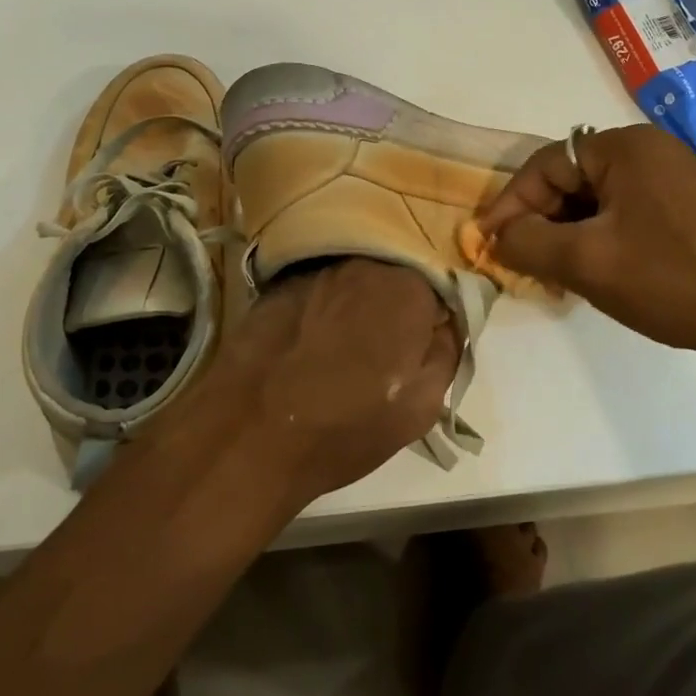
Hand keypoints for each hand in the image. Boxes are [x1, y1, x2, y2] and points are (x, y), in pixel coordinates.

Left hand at [166, 258, 459, 505]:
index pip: (438, 287)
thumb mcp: (423, 405)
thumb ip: (447, 351)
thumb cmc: (346, 425)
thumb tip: (445, 323)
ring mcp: (315, 270)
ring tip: (342, 347)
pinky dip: (319, 307)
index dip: (432, 316)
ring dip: (355, 305)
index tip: (421, 344)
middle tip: (384, 348)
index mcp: (407, 287)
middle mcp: (363, 263)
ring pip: (352, 280)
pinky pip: (315, 288)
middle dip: (394, 304)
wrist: (249, 433)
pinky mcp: (277, 284)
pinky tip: (307, 342)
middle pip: (392, 275)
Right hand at [477, 124, 695, 371]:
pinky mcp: (689, 210)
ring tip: (555, 278)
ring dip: (568, 237)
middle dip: (540, 224)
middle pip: (570, 181)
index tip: (486, 244)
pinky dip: (600, 241)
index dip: (510, 205)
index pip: (545, 165)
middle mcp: (650, 152)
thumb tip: (495, 237)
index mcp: (625, 148)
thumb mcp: (587, 262)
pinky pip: (625, 216)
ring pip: (597, 202)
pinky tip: (595, 276)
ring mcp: (674, 180)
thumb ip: (528, 242)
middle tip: (521, 266)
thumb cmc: (674, 278)